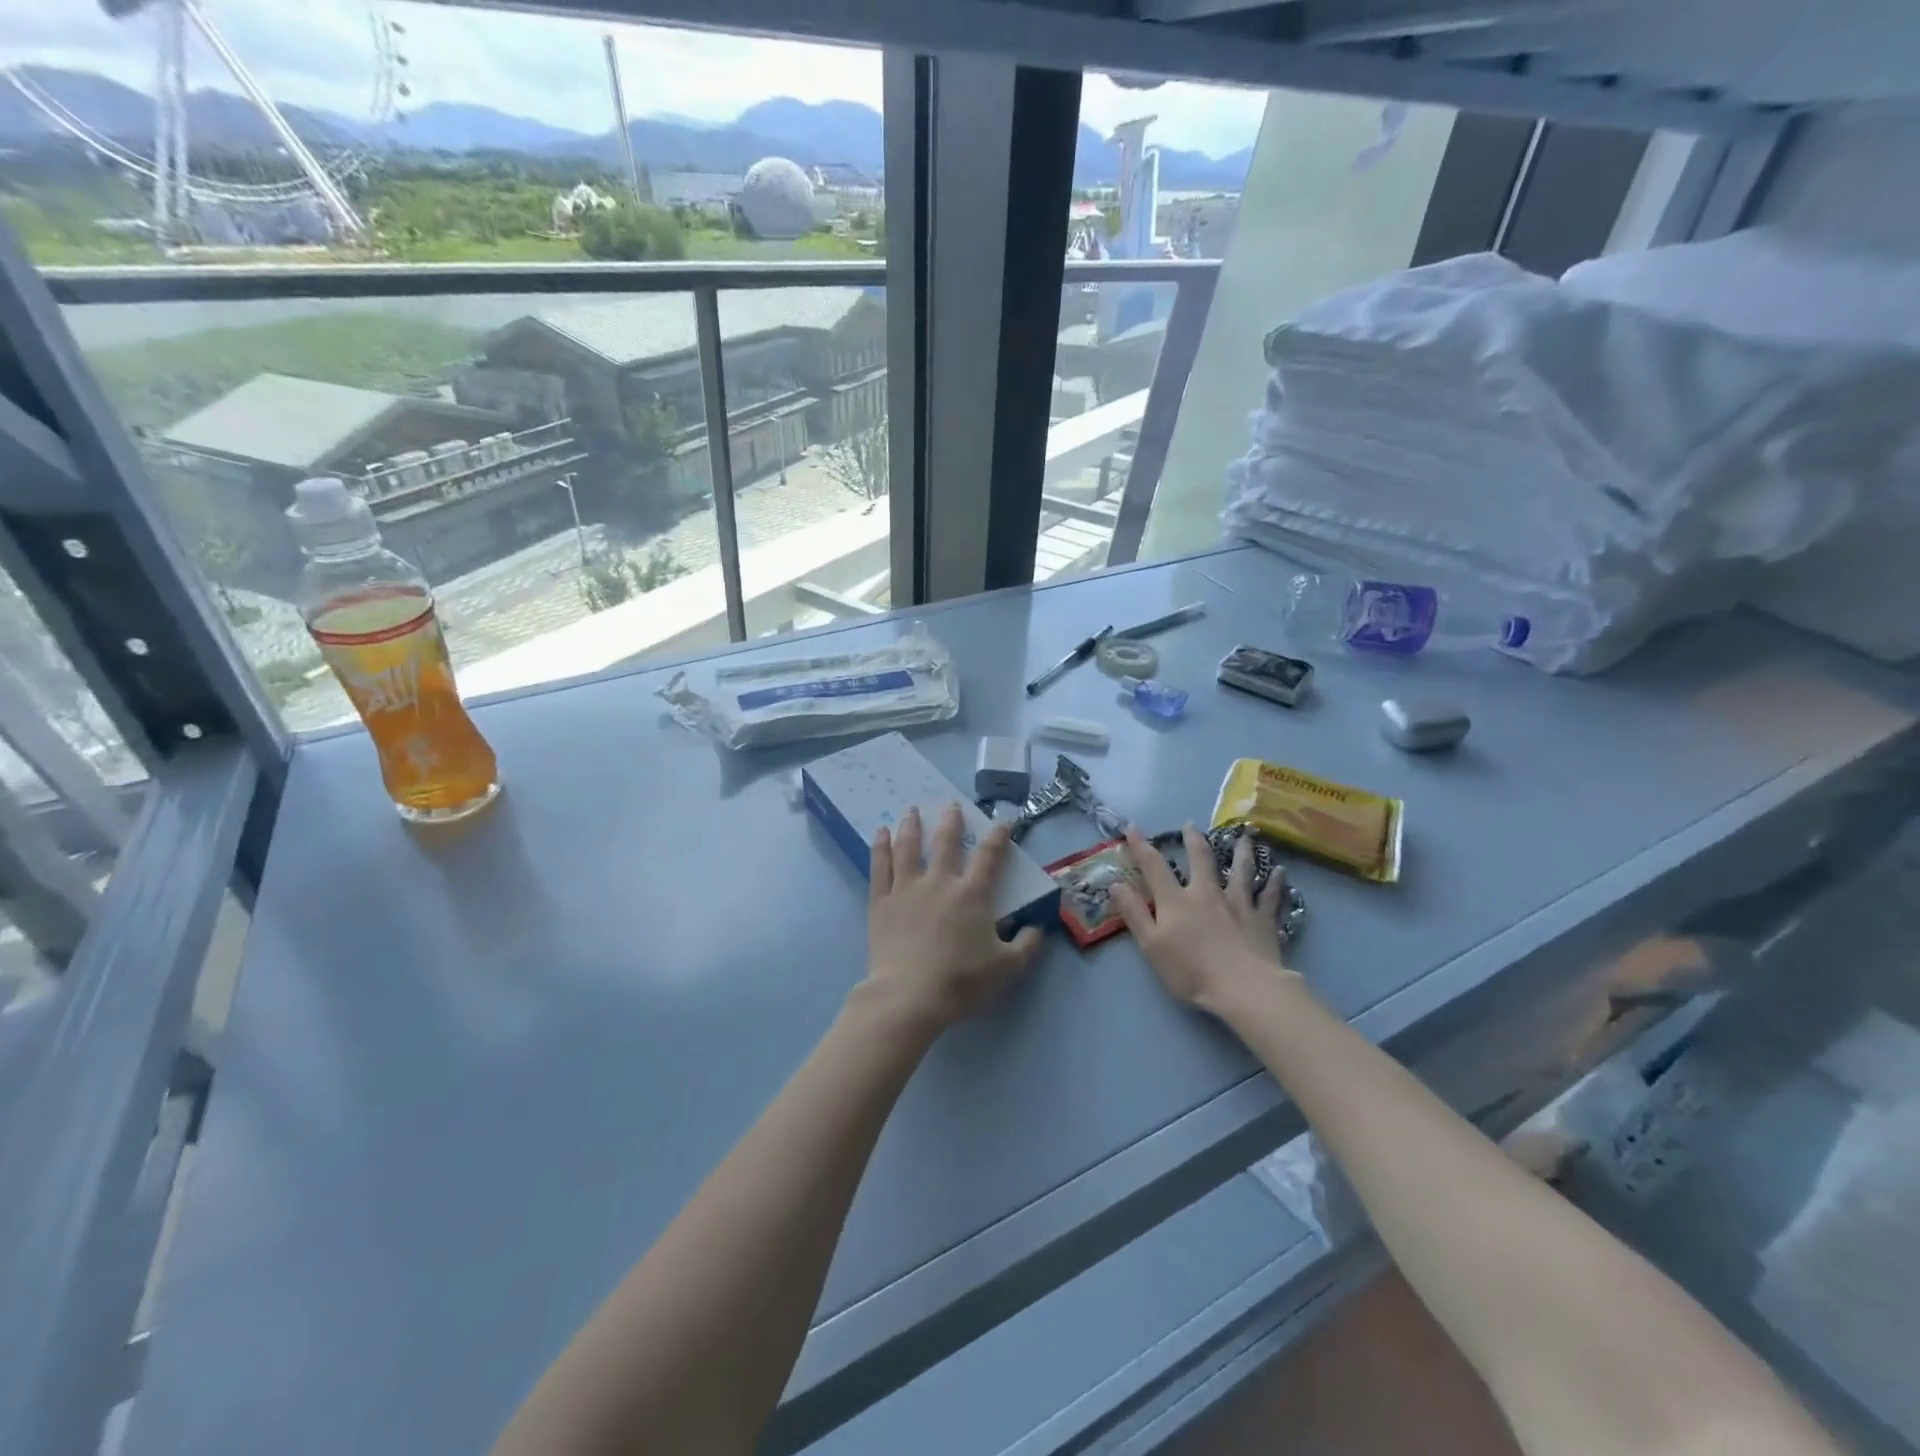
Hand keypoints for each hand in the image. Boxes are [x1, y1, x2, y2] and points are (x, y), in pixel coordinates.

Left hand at [862, 805, 1044, 1033]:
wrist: (910, 996)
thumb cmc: (961, 981)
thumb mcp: (1007, 968)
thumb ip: (1027, 945)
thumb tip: (1038, 928)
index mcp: (972, 894)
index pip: (989, 856)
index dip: (998, 836)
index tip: (1002, 821)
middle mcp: (940, 882)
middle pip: (946, 842)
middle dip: (951, 821)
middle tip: (951, 804)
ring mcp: (907, 888)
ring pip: (909, 847)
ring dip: (911, 825)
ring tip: (911, 809)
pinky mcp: (881, 901)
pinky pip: (880, 866)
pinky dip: (880, 847)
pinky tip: (880, 833)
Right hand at [1112, 826, 1295, 1014]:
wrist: (1243, 988)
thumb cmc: (1191, 971)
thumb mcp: (1151, 945)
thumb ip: (1134, 913)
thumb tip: (1116, 884)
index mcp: (1177, 900)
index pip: (1154, 866)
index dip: (1141, 846)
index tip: (1132, 827)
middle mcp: (1207, 893)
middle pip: (1201, 859)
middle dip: (1194, 840)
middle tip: (1191, 825)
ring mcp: (1238, 904)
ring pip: (1240, 871)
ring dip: (1241, 852)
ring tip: (1243, 837)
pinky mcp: (1263, 920)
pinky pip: (1270, 896)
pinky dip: (1275, 883)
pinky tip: (1280, 871)